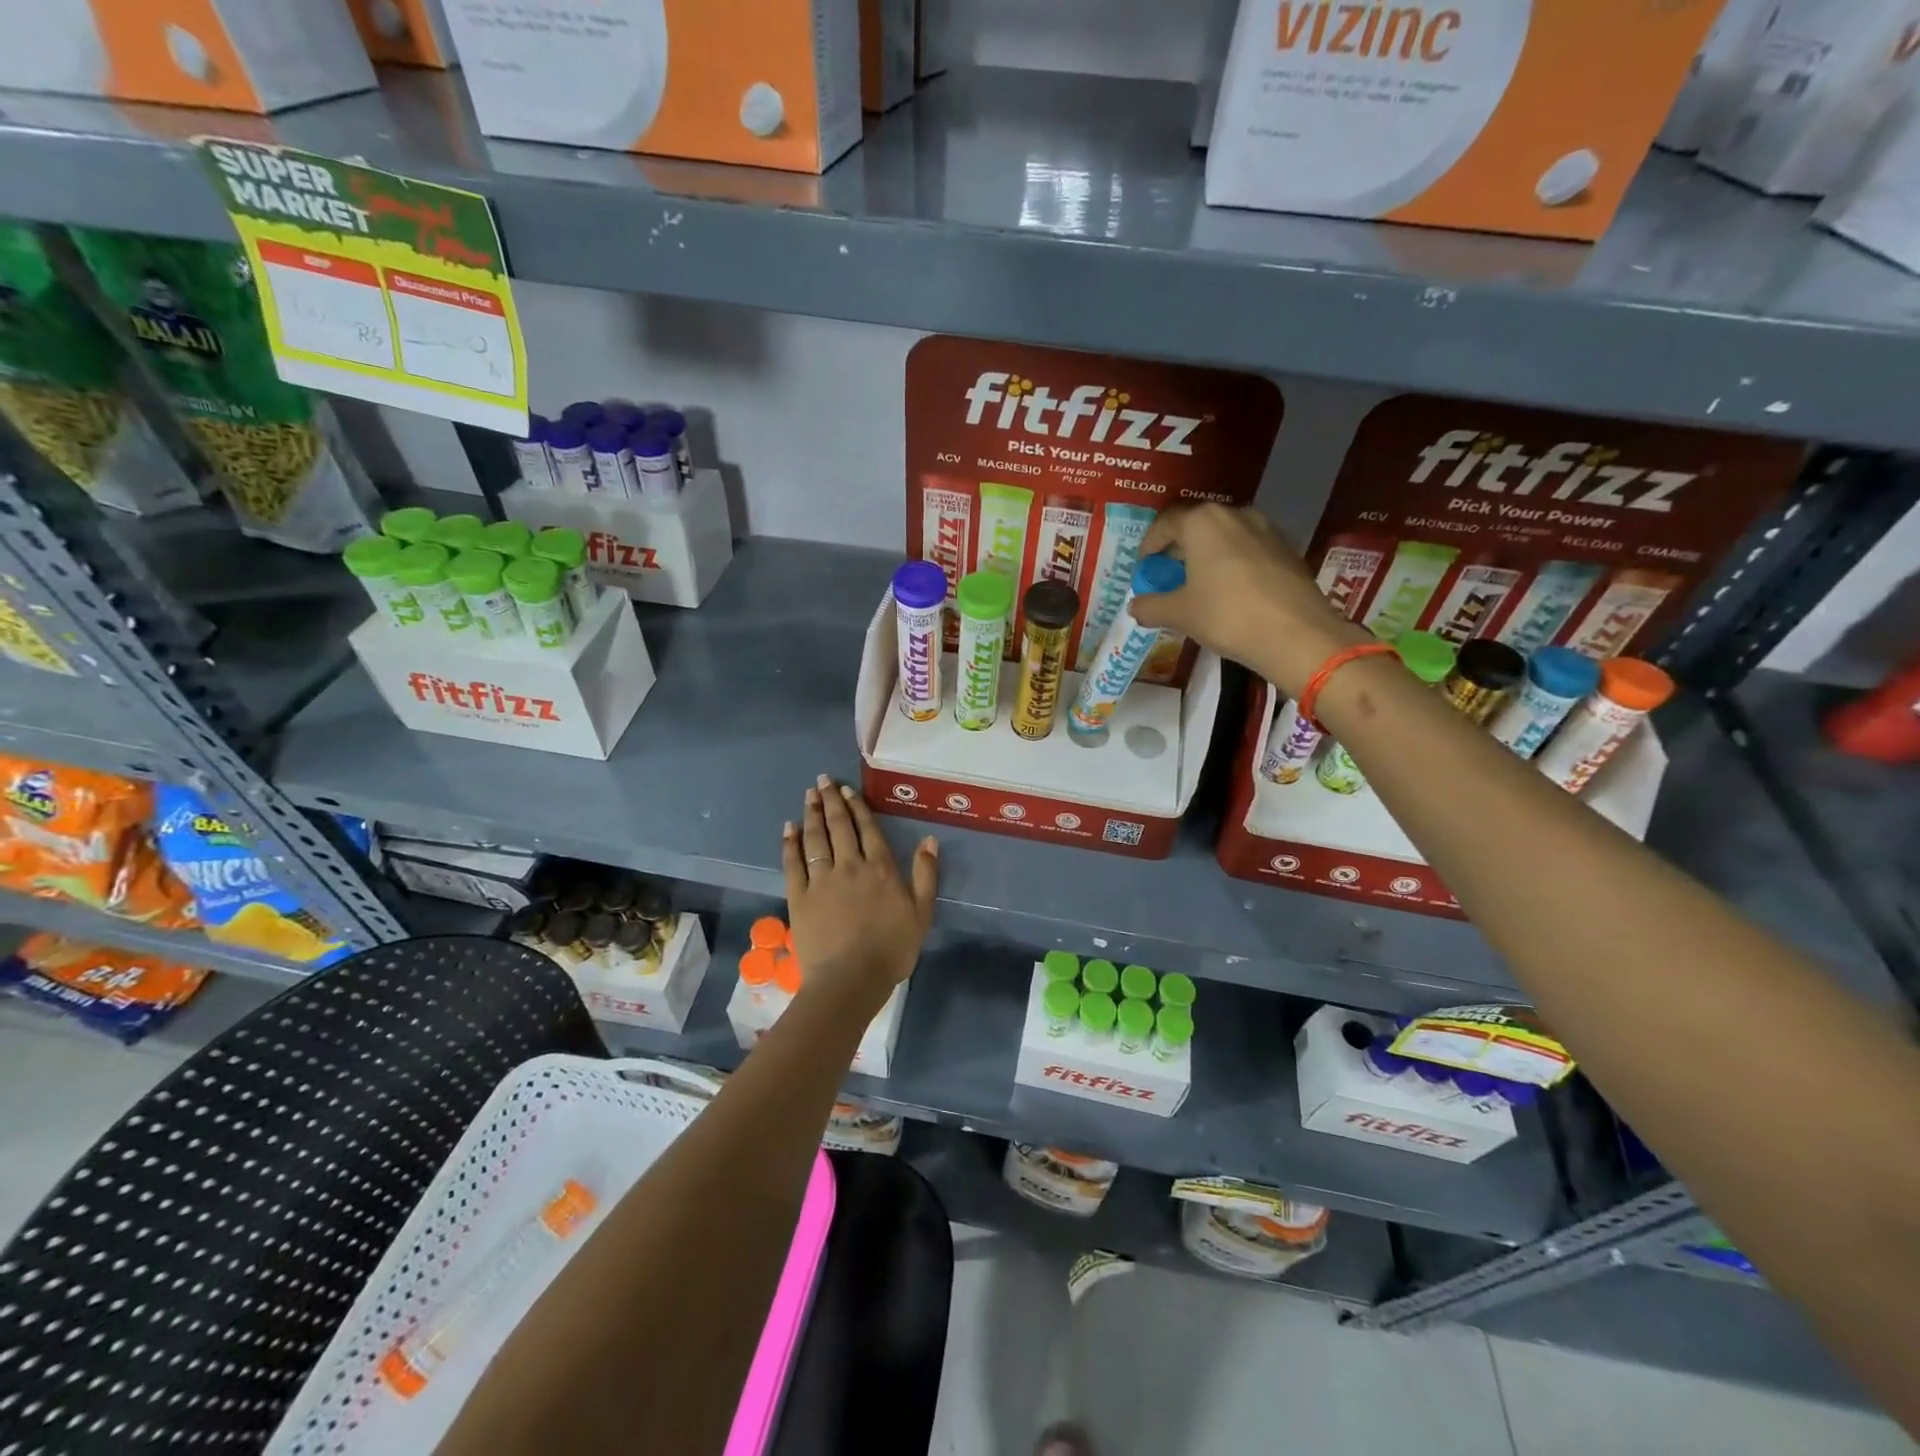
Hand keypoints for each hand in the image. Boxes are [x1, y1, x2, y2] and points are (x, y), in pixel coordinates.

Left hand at [781, 774, 937, 1006]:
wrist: (850, 980)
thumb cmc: (891, 950)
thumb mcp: (922, 914)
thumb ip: (926, 875)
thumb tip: (929, 840)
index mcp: (880, 868)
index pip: (867, 829)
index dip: (857, 807)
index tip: (847, 790)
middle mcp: (849, 866)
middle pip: (839, 827)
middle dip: (831, 801)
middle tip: (822, 780)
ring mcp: (821, 880)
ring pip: (815, 838)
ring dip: (811, 814)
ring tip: (808, 794)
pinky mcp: (799, 896)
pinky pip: (793, 863)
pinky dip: (790, 843)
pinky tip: (788, 828)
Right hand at [1129, 504, 1365, 694]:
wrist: (1296, 634)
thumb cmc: (1227, 615)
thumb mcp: (1180, 614)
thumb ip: (1151, 606)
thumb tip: (1135, 606)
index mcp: (1203, 522)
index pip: (1165, 524)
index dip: (1150, 546)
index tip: (1144, 567)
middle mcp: (1235, 514)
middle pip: (1197, 526)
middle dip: (1179, 550)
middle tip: (1168, 577)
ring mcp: (1266, 529)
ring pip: (1225, 537)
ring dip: (1207, 556)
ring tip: (1198, 585)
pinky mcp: (1287, 549)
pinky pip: (1248, 550)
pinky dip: (1233, 564)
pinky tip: (1230, 592)